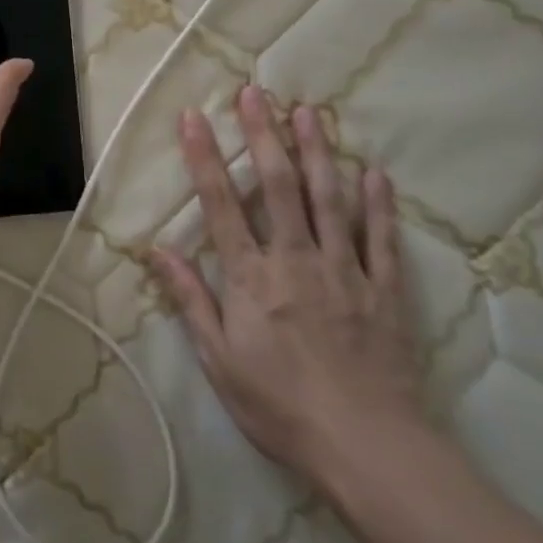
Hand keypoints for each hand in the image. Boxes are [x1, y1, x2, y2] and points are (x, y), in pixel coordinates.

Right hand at [150, 87, 425, 489]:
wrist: (367, 449)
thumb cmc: (280, 406)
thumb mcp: (219, 360)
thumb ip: (191, 299)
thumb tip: (158, 249)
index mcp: (252, 277)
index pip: (221, 204)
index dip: (204, 157)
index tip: (194, 118)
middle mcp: (296, 259)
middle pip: (278, 185)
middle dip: (263, 134)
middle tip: (256, 93)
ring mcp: (345, 270)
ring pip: (329, 199)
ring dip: (316, 152)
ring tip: (308, 111)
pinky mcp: (384, 290)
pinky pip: (380, 238)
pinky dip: (377, 203)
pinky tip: (372, 171)